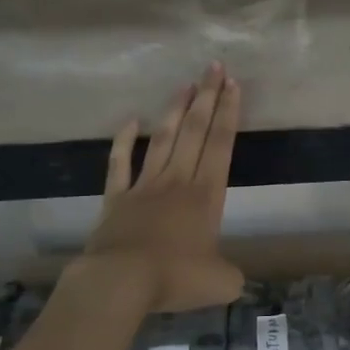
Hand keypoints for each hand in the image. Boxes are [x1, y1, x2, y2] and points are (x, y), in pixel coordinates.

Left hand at [82, 62, 244, 311]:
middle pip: (194, 131)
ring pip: (162, 139)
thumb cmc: (175, 277)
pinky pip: (119, 164)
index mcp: (206, 196)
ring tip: (185, 84)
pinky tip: (130, 121)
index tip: (233, 85)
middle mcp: (177, 181)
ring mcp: (144, 186)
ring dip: (174, 110)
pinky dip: (123, 142)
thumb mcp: (220, 282)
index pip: (221, 145)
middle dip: (207, 98)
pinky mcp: (116, 198)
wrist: (120, 281)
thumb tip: (231, 276)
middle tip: (214, 67)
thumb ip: (230, 274)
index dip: (229, 114)